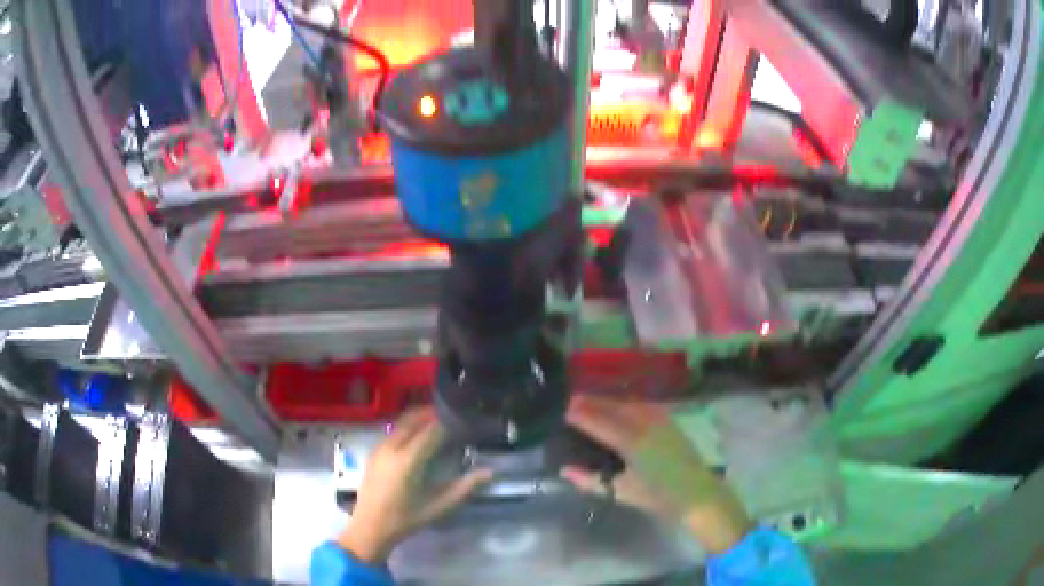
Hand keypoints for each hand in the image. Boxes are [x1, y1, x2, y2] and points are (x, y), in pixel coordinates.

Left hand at [338, 408, 492, 563]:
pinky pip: (393, 431)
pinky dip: (407, 427)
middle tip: (452, 415)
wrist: (370, 527)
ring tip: (438, 422)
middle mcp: (391, 448)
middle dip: (432, 414)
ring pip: (401, 423)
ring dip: (419, 418)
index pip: (431, 431)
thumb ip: (464, 488)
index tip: (464, 421)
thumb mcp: (438, 507)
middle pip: (413, 419)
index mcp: (407, 460)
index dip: (448, 423)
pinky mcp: (374, 453)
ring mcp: (379, 448)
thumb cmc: (406, 519)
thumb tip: (488, 472)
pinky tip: (417, 437)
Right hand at [561, 396, 752, 553]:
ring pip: (628, 403)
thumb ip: (591, 480)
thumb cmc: (658, 496)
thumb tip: (565, 469)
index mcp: (632, 442)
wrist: (697, 493)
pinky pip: (642, 405)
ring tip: (591, 401)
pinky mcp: (669, 420)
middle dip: (592, 402)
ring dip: (608, 401)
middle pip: (613, 407)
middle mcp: (645, 424)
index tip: (563, 411)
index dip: (580, 415)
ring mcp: (660, 419)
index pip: (599, 422)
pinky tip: (619, 406)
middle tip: (572, 401)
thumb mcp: (622, 492)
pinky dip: (625, 403)